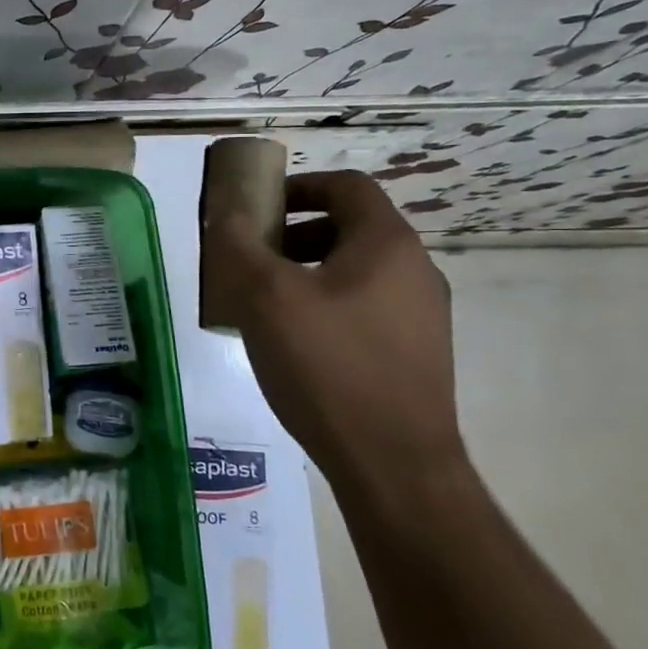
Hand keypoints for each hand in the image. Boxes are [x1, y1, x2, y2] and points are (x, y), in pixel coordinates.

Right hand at [206, 169, 465, 496]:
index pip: (347, 187)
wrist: (393, 463)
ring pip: (355, 271)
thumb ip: (239, 245)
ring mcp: (421, 315)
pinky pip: (364, 308)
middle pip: (349, 228)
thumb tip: (226, 211)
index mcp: (386, 245)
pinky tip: (292, 344)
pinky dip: (324, 305)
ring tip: (263, 304)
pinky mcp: (415, 353)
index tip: (257, 205)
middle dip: (293, 233)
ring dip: (305, 271)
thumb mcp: (265, 298)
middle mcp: (414, 270)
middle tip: (250, 258)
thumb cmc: (327, 366)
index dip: (298, 185)